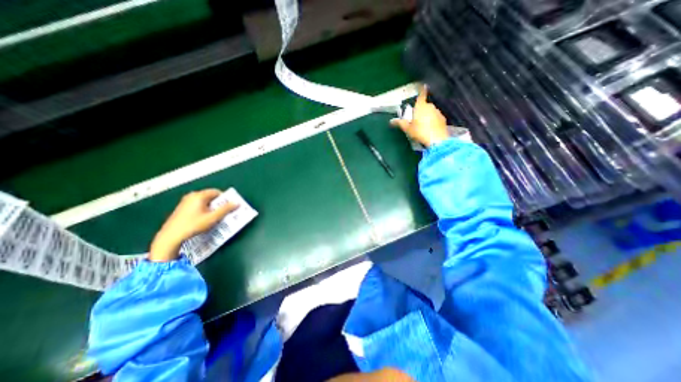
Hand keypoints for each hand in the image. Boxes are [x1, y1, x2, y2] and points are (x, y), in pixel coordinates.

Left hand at [149, 188, 237, 262]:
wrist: (170, 237)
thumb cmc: (193, 225)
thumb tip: (237, 203)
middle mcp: (191, 196)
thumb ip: (226, 209)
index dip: (225, 198)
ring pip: (204, 202)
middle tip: (224, 212)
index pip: (217, 192)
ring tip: (216, 217)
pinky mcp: (181, 209)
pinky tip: (205, 219)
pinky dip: (204, 210)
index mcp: (199, 196)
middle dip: (218, 203)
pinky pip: (197, 205)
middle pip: (210, 196)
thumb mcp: (213, 218)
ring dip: (212, 207)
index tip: (229, 206)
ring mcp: (185, 202)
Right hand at [392, 85, 450, 147]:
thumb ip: (400, 123)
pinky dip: (432, 120)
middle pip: (424, 105)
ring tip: (422, 126)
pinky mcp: (442, 119)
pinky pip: (435, 117)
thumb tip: (391, 121)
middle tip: (415, 120)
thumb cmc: (420, 132)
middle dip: (420, 110)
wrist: (436, 140)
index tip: (423, 85)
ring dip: (426, 116)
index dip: (421, 90)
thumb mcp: (407, 129)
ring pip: (430, 111)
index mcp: (420, 107)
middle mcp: (430, 106)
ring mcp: (437, 112)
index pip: (421, 95)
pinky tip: (430, 128)